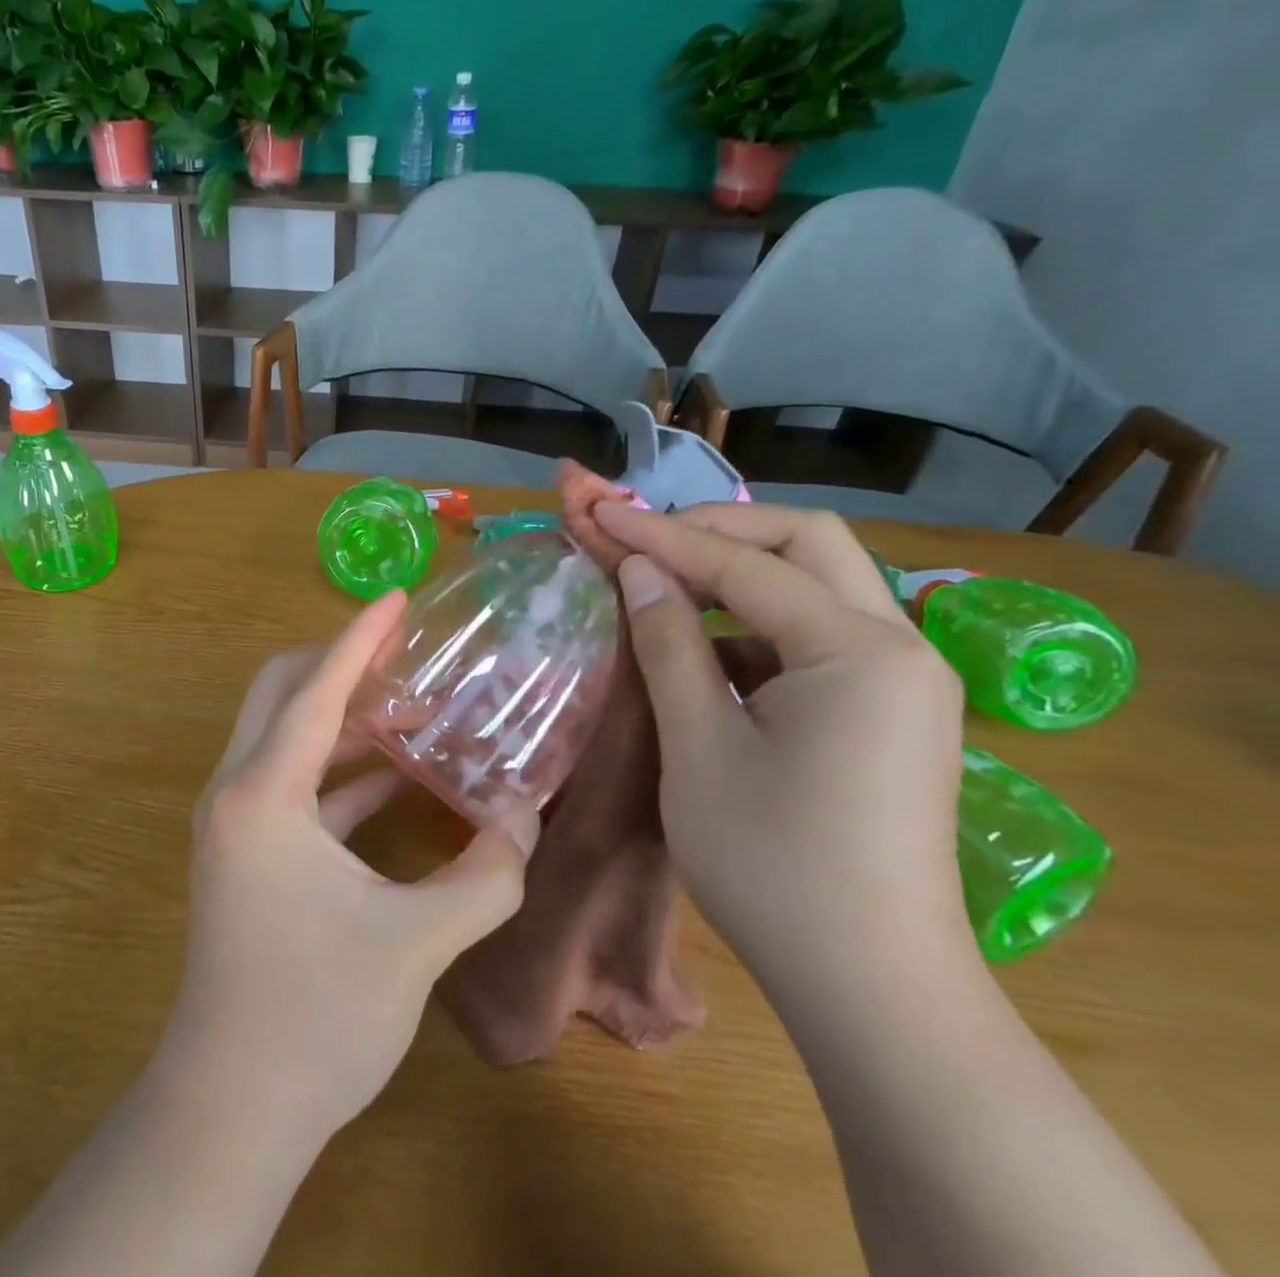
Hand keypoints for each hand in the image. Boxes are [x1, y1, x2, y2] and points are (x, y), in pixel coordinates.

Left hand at [156, 590, 542, 1145]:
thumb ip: (486, 875)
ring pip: (284, 736)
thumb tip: (527, 817)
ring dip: (343, 716)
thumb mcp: (417, 943)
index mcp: (264, 794)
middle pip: (281, 692)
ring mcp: (235, 822)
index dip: (359, 639)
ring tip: (414, 707)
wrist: (230, 1109)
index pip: (315, 690)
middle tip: (407, 653)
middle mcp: (236, 791)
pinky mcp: (246, 851)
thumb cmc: (316, 1017)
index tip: (397, 599)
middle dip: (341, 664)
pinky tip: (397, 775)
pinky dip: (340, 767)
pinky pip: (293, 783)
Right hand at [589, 500, 972, 992]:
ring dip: (738, 574)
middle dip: (718, 530)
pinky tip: (705, 650)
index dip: (661, 535)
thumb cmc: (772, 864)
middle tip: (644, 540)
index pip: (745, 563)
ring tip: (663, 585)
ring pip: (817, 585)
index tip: (598, 513)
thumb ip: (668, 643)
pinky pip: (818, 635)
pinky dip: (756, 624)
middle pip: (807, 543)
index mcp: (856, 650)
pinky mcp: (889, 711)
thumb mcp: (699, 745)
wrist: (871, 987)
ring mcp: (901, 680)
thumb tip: (638, 569)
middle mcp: (897, 646)